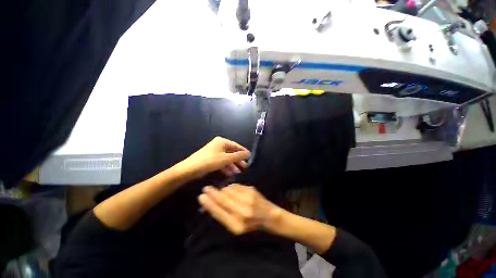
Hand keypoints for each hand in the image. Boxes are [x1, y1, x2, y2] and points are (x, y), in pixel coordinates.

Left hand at [176, 137, 250, 179]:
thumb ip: (238, 156)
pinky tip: (230, 173)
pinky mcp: (211, 159)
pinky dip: (226, 167)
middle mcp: (218, 145)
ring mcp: (214, 152)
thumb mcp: (226, 159)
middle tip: (245, 167)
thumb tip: (248, 153)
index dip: (243, 152)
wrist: (190, 169)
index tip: (250, 158)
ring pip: (227, 158)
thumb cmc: (209, 161)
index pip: (236, 146)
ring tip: (238, 172)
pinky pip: (221, 161)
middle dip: (238, 160)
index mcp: (222, 141)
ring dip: (232, 165)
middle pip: (232, 152)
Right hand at [198, 184, 282, 234]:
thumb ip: (224, 215)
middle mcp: (242, 211)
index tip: (201, 196)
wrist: (269, 216)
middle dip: (212, 192)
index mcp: (236, 225)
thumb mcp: (236, 226)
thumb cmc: (252, 225)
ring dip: (223, 190)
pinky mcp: (251, 190)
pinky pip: (236, 186)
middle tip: (206, 188)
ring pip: (229, 190)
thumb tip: (211, 202)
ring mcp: (247, 199)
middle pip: (222, 199)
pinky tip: (232, 189)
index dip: (209, 203)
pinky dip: (231, 187)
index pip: (218, 212)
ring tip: (222, 191)